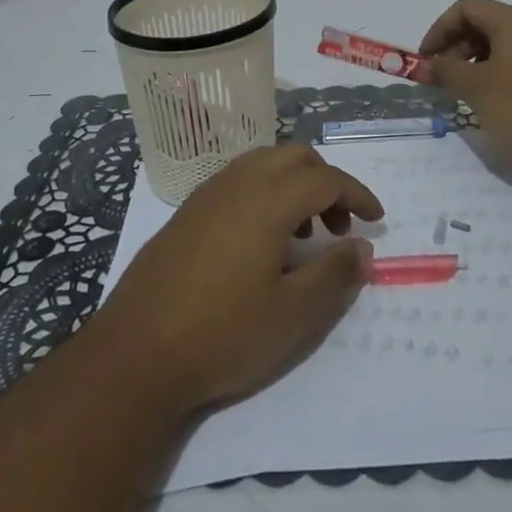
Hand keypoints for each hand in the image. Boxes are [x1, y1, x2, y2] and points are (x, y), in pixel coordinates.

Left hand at [90, 144, 383, 416]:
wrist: (134, 354)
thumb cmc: (222, 334)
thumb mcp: (293, 315)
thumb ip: (334, 275)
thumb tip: (362, 247)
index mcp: (268, 200)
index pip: (327, 179)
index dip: (358, 195)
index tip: (376, 221)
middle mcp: (238, 183)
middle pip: (295, 157)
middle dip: (327, 182)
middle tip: (338, 227)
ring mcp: (207, 195)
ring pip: (264, 164)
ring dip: (294, 186)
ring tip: (302, 237)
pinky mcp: (186, 212)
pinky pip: (238, 181)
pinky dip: (264, 193)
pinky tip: (260, 243)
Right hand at [416, 0, 511, 174]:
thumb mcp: (477, 89)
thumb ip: (447, 71)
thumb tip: (427, 64)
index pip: (466, 8)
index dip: (439, 29)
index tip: (426, 60)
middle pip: (484, 23)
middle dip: (456, 46)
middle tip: (443, 78)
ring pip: (502, 44)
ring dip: (475, 62)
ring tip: (465, 93)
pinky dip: (497, 73)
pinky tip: (494, 102)